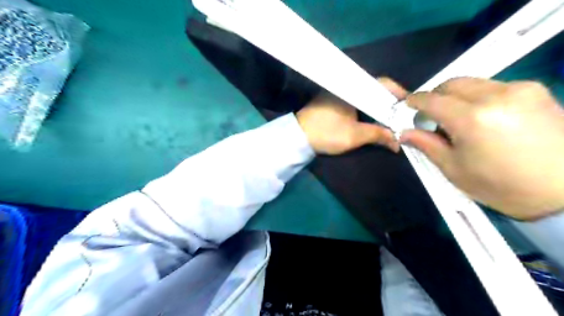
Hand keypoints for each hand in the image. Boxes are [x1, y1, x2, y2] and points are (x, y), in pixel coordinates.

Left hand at [296, 78, 404, 153]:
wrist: (298, 138)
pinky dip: (366, 108)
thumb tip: (398, 142)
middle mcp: (347, 85)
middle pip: (375, 89)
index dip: (398, 93)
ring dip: (377, 106)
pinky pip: (356, 101)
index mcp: (353, 87)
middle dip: (389, 102)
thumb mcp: (354, 136)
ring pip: (365, 96)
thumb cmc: (326, 133)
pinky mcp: (333, 101)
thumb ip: (378, 135)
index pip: (382, 83)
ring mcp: (339, 92)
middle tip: (402, 115)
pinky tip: (372, 118)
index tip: (410, 106)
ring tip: (390, 118)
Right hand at [400, 76, 563, 219]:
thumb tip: (405, 132)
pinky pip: (495, 86)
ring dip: (457, 96)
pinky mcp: (537, 91)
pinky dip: (479, 97)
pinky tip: (483, 117)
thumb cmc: (502, 186)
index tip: (407, 105)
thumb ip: (427, 145)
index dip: (416, 101)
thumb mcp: (455, 170)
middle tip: (431, 114)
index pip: (433, 100)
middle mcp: (496, 95)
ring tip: (458, 119)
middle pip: (453, 83)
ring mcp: (520, 90)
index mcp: (472, 118)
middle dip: (436, 95)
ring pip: (474, 83)